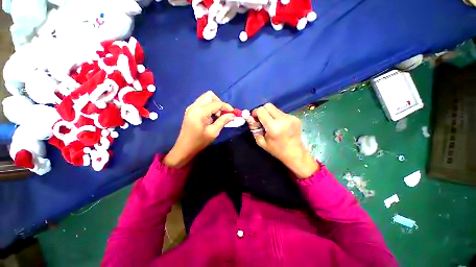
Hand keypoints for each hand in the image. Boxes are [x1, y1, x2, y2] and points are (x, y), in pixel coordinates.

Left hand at [163, 91, 234, 167]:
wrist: (184, 148)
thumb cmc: (199, 142)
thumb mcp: (213, 132)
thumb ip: (223, 121)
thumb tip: (232, 115)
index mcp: (200, 111)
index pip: (217, 103)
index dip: (227, 107)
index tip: (233, 113)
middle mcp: (195, 106)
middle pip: (210, 95)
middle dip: (219, 103)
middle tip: (223, 114)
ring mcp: (191, 107)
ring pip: (206, 98)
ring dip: (214, 105)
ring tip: (217, 117)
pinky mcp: (191, 111)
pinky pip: (202, 103)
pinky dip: (209, 107)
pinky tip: (211, 117)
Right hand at [247, 103, 318, 178]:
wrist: (295, 153)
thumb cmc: (276, 150)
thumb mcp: (261, 142)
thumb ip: (254, 128)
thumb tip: (249, 117)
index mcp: (273, 127)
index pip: (261, 110)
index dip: (255, 112)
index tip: (254, 118)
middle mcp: (283, 119)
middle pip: (268, 106)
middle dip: (262, 111)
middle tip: (261, 120)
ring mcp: (290, 117)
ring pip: (275, 109)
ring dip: (270, 114)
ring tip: (271, 124)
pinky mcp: (295, 117)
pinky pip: (281, 113)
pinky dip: (277, 117)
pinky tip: (279, 126)